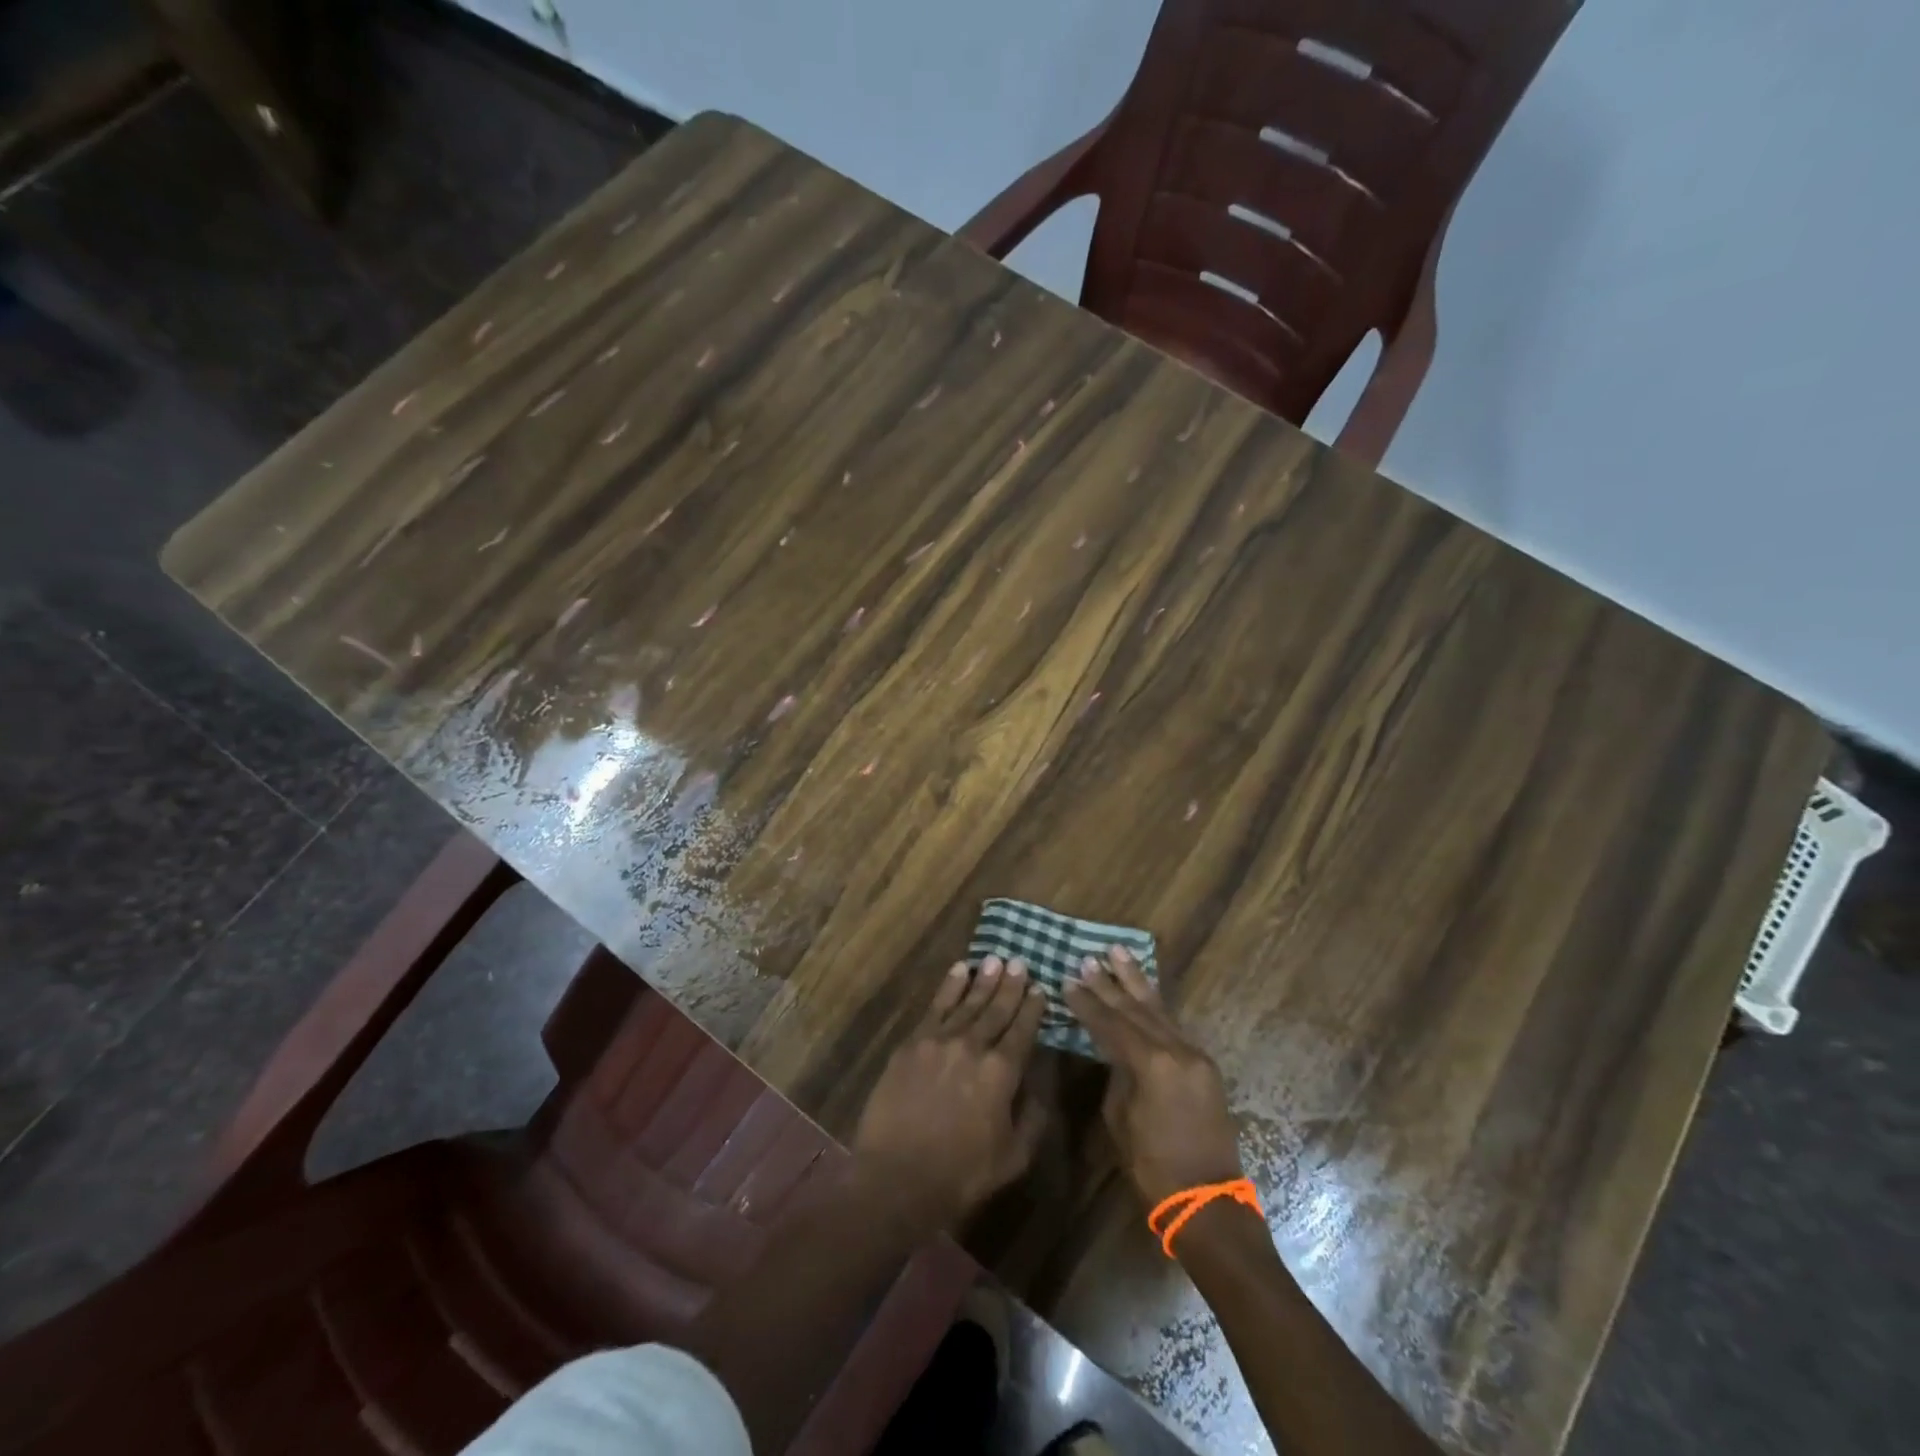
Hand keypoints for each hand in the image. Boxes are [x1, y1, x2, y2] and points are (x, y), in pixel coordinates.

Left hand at [851, 955, 1046, 1232]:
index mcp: (1002, 1072)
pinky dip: (949, 987)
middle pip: (996, 1009)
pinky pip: (935, 1007)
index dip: (1032, 1009)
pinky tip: (959, 970)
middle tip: (1019, 962)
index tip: (1040, 988)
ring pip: (967, 1002)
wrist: (897, 1178)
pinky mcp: (912, 1043)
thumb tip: (1039, 1086)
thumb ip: (1033, 1118)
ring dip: (983, 980)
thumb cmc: (961, 1175)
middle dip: (1010, 985)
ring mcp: (939, 1041)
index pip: (1022, 1031)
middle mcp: (973, 1047)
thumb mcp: (1013, 1157)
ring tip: (995, 959)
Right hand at [1065, 947, 1243, 1206]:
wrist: (1207, 1200)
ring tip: (1119, 953)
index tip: (1068, 980)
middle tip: (1089, 958)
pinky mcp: (1204, 1065)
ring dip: (1136, 982)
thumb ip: (1117, 1076)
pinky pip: (1174, 1025)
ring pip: (1159, 1009)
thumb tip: (1114, 1052)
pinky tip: (1144, 991)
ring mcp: (1195, 1055)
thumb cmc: (1153, 1166)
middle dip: (1110, 983)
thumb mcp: (1120, 1119)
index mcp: (1152, 1064)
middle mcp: (1176, 1050)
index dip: (1088, 1003)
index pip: (1112, 1023)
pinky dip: (1155, 1005)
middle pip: (1136, 1009)